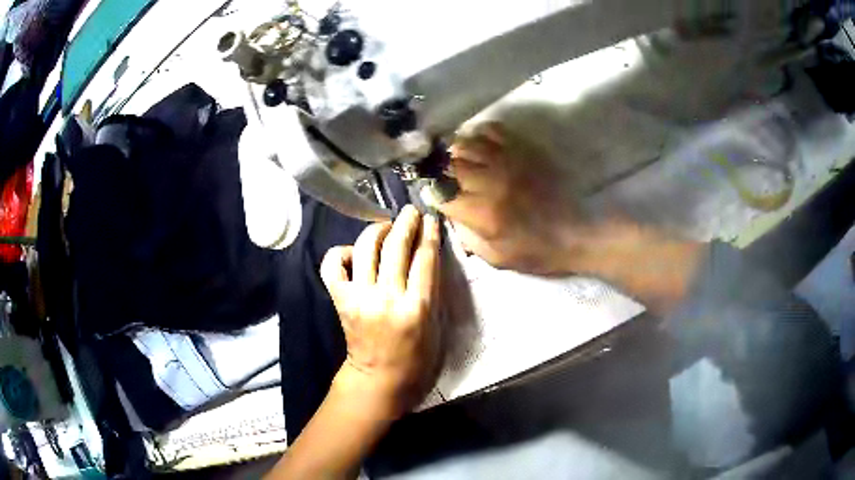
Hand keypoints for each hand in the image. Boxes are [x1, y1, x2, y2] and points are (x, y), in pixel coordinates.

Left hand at [321, 205, 441, 417]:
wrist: (378, 379)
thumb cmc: (415, 359)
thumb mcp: (436, 328)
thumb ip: (433, 292)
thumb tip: (427, 256)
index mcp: (416, 308)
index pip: (424, 259)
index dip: (429, 234)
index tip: (430, 218)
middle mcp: (386, 298)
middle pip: (396, 247)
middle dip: (406, 222)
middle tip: (410, 211)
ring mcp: (359, 297)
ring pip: (365, 248)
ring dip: (377, 229)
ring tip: (385, 226)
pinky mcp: (341, 300)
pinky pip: (333, 266)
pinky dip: (340, 253)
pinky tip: (353, 253)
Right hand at [441, 123, 703, 314]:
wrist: (575, 233)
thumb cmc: (537, 251)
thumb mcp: (497, 257)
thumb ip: (467, 236)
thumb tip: (451, 212)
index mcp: (484, 213)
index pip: (442, 194)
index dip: (434, 194)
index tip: (435, 196)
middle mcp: (491, 181)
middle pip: (450, 164)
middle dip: (440, 170)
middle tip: (441, 175)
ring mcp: (508, 162)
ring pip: (467, 143)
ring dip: (456, 151)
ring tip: (456, 159)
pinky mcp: (523, 151)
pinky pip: (493, 131)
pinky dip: (479, 133)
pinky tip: (478, 144)